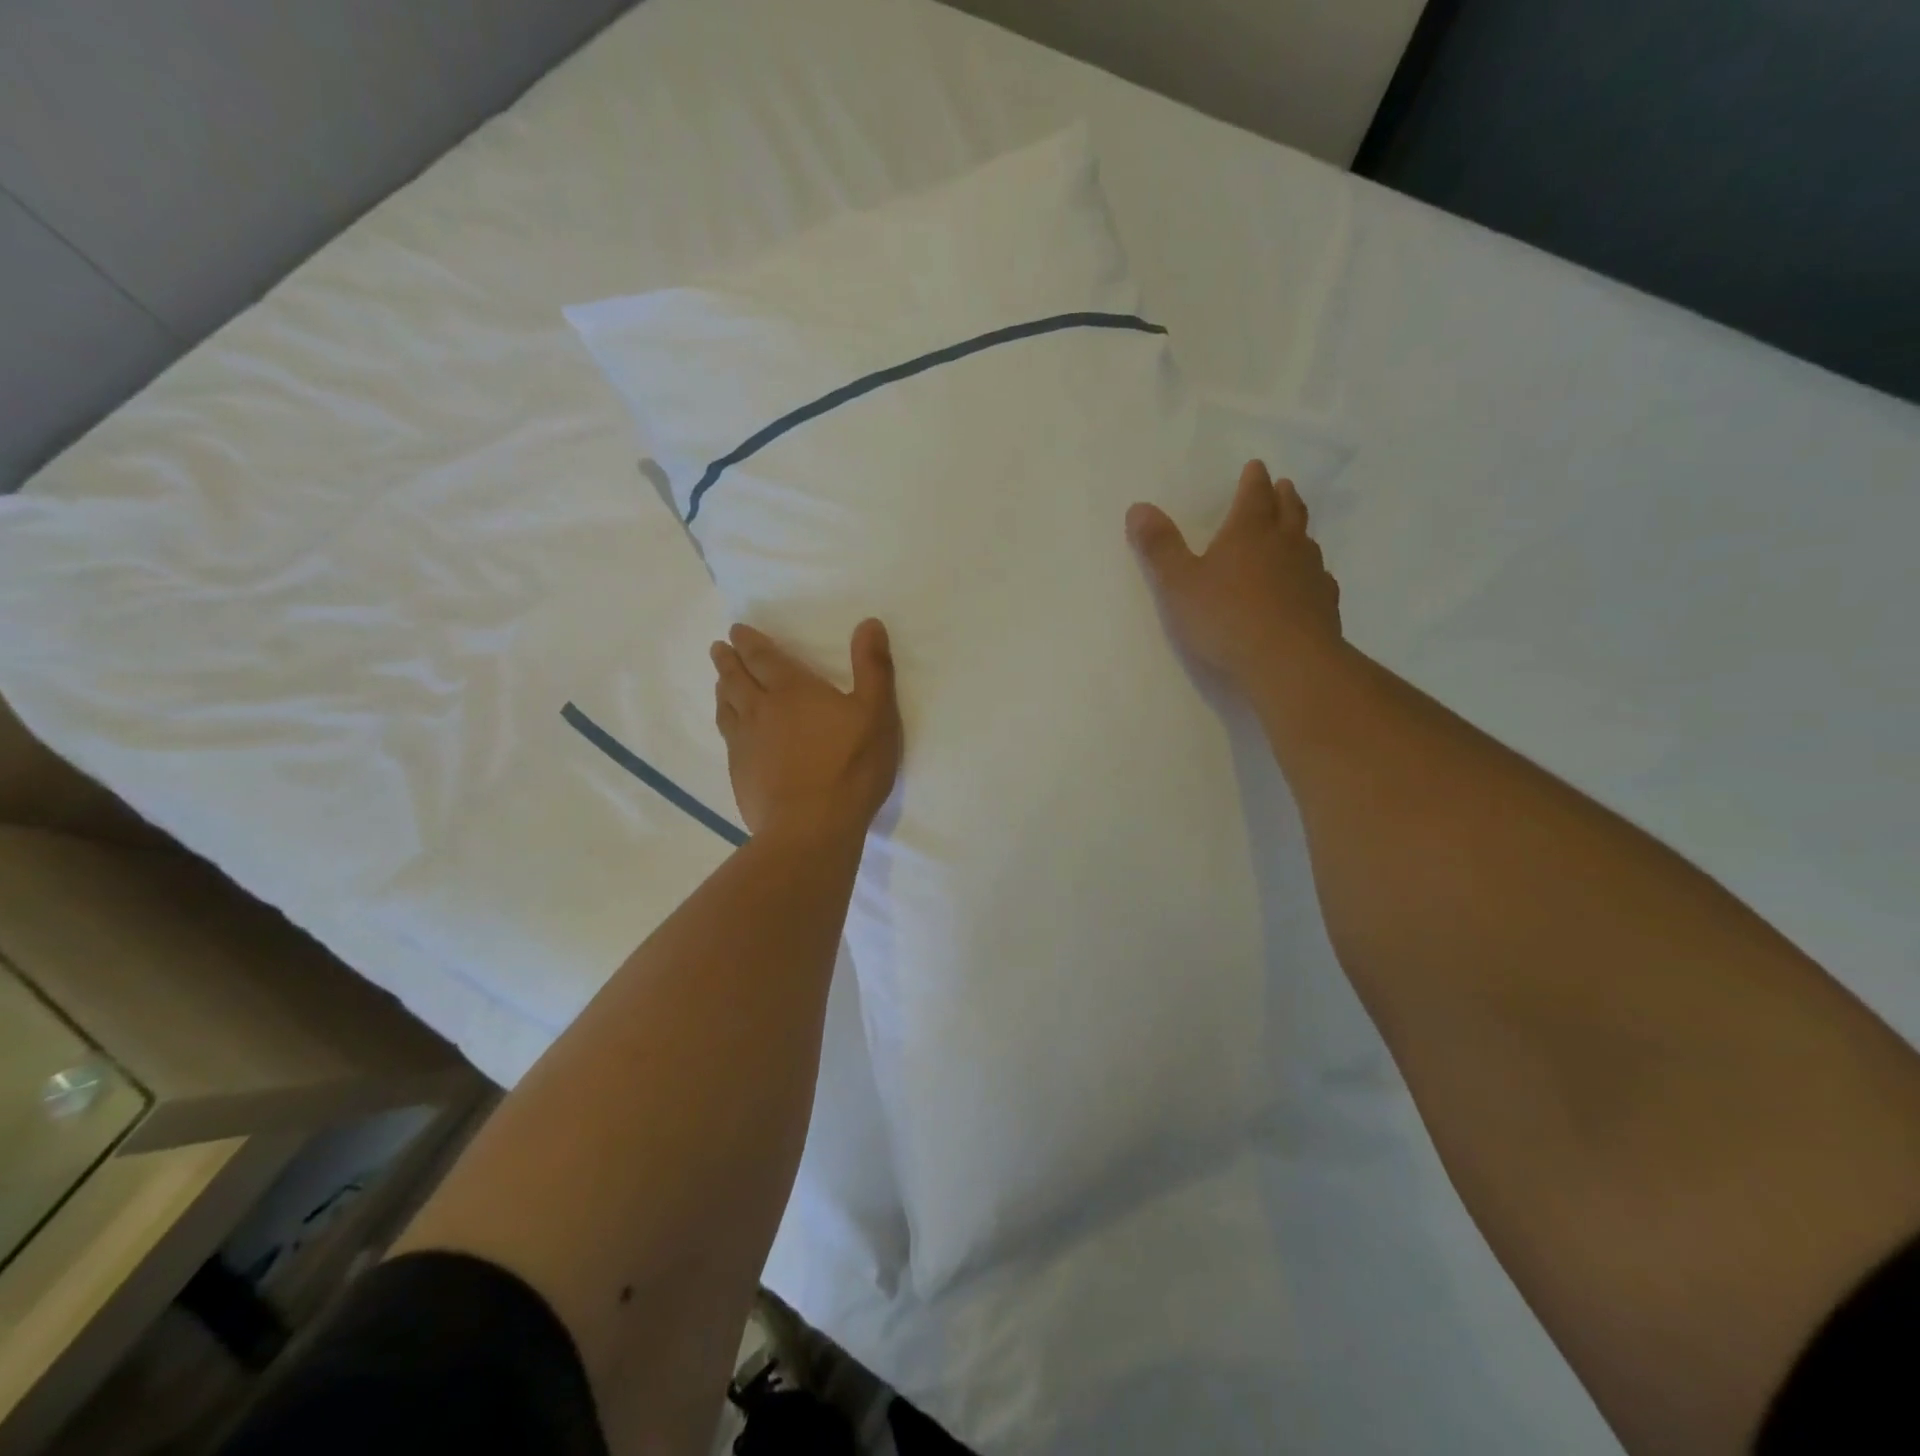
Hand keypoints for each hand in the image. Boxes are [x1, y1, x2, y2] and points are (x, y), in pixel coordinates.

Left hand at [711, 620, 902, 842]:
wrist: (812, 827)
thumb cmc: (850, 766)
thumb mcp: (876, 712)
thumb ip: (873, 667)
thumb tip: (869, 622)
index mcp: (792, 690)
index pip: (764, 658)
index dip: (750, 642)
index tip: (736, 631)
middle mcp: (760, 710)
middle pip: (736, 679)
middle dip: (728, 661)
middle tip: (718, 648)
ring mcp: (745, 744)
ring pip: (727, 708)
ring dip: (723, 690)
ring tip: (720, 682)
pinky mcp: (740, 774)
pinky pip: (727, 739)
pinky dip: (726, 724)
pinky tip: (731, 730)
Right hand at [1127, 459, 1342, 693]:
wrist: (1288, 662)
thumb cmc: (1225, 618)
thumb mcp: (1178, 584)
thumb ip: (1159, 547)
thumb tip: (1138, 507)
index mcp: (1248, 531)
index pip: (1254, 494)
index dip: (1253, 480)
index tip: (1255, 467)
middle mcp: (1285, 544)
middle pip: (1288, 510)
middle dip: (1282, 496)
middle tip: (1283, 486)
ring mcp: (1310, 573)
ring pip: (1306, 542)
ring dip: (1299, 530)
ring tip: (1294, 529)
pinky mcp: (1324, 604)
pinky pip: (1319, 578)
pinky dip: (1311, 572)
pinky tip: (1309, 582)